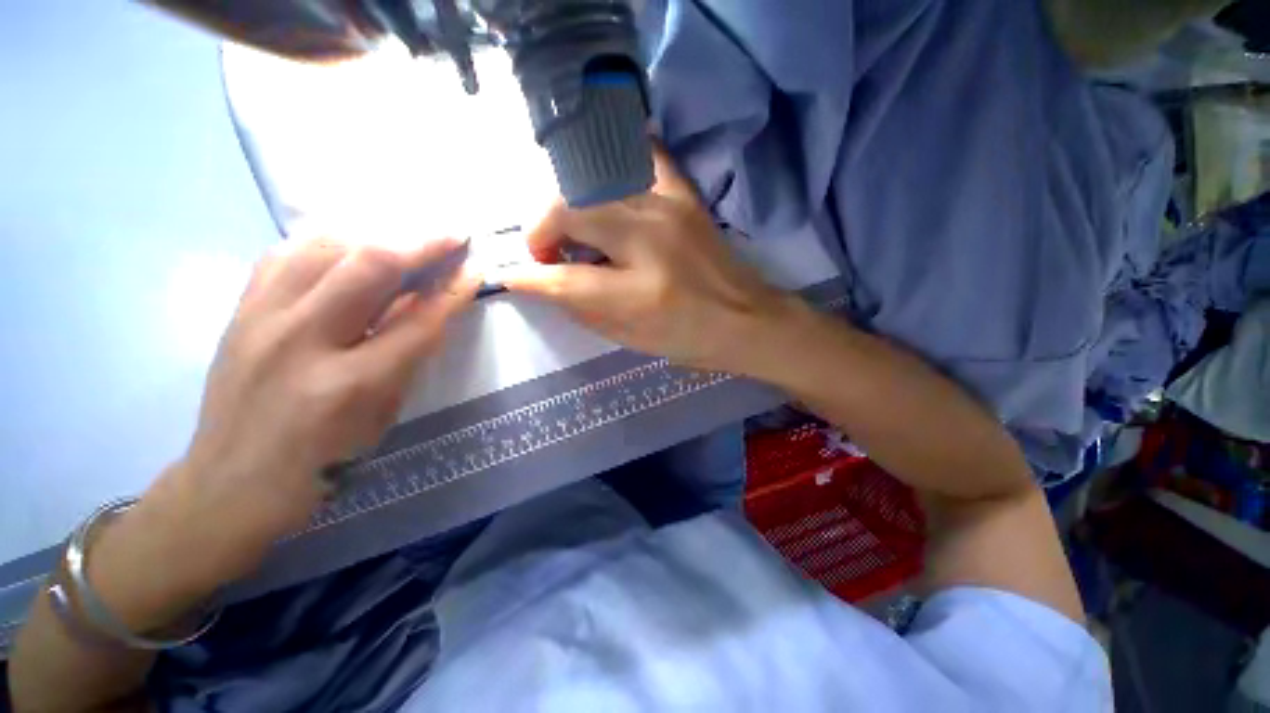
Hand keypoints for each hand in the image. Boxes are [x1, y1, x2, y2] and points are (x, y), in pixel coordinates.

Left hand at [93, 236, 478, 621]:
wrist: (231, 481)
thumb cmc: (324, 459)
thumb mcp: (384, 413)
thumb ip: (410, 354)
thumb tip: (434, 304)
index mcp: (351, 384)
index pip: (418, 321)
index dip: (452, 290)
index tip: (474, 267)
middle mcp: (302, 341)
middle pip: (369, 267)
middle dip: (420, 243)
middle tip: (451, 234)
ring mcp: (261, 319)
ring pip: (323, 245)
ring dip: (374, 235)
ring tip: (403, 239)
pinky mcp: (238, 309)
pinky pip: (286, 252)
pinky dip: (326, 241)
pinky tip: (348, 246)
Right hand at [502, 149, 805, 374]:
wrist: (748, 320)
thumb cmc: (690, 340)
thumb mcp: (631, 339)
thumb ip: (583, 309)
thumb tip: (545, 284)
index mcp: (638, 293)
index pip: (563, 279)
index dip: (528, 276)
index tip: (510, 274)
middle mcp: (649, 240)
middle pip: (570, 212)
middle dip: (541, 232)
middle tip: (546, 255)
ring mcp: (669, 209)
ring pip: (594, 185)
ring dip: (569, 207)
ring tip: (572, 232)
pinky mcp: (684, 196)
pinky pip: (641, 159)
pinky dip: (614, 167)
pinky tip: (605, 186)